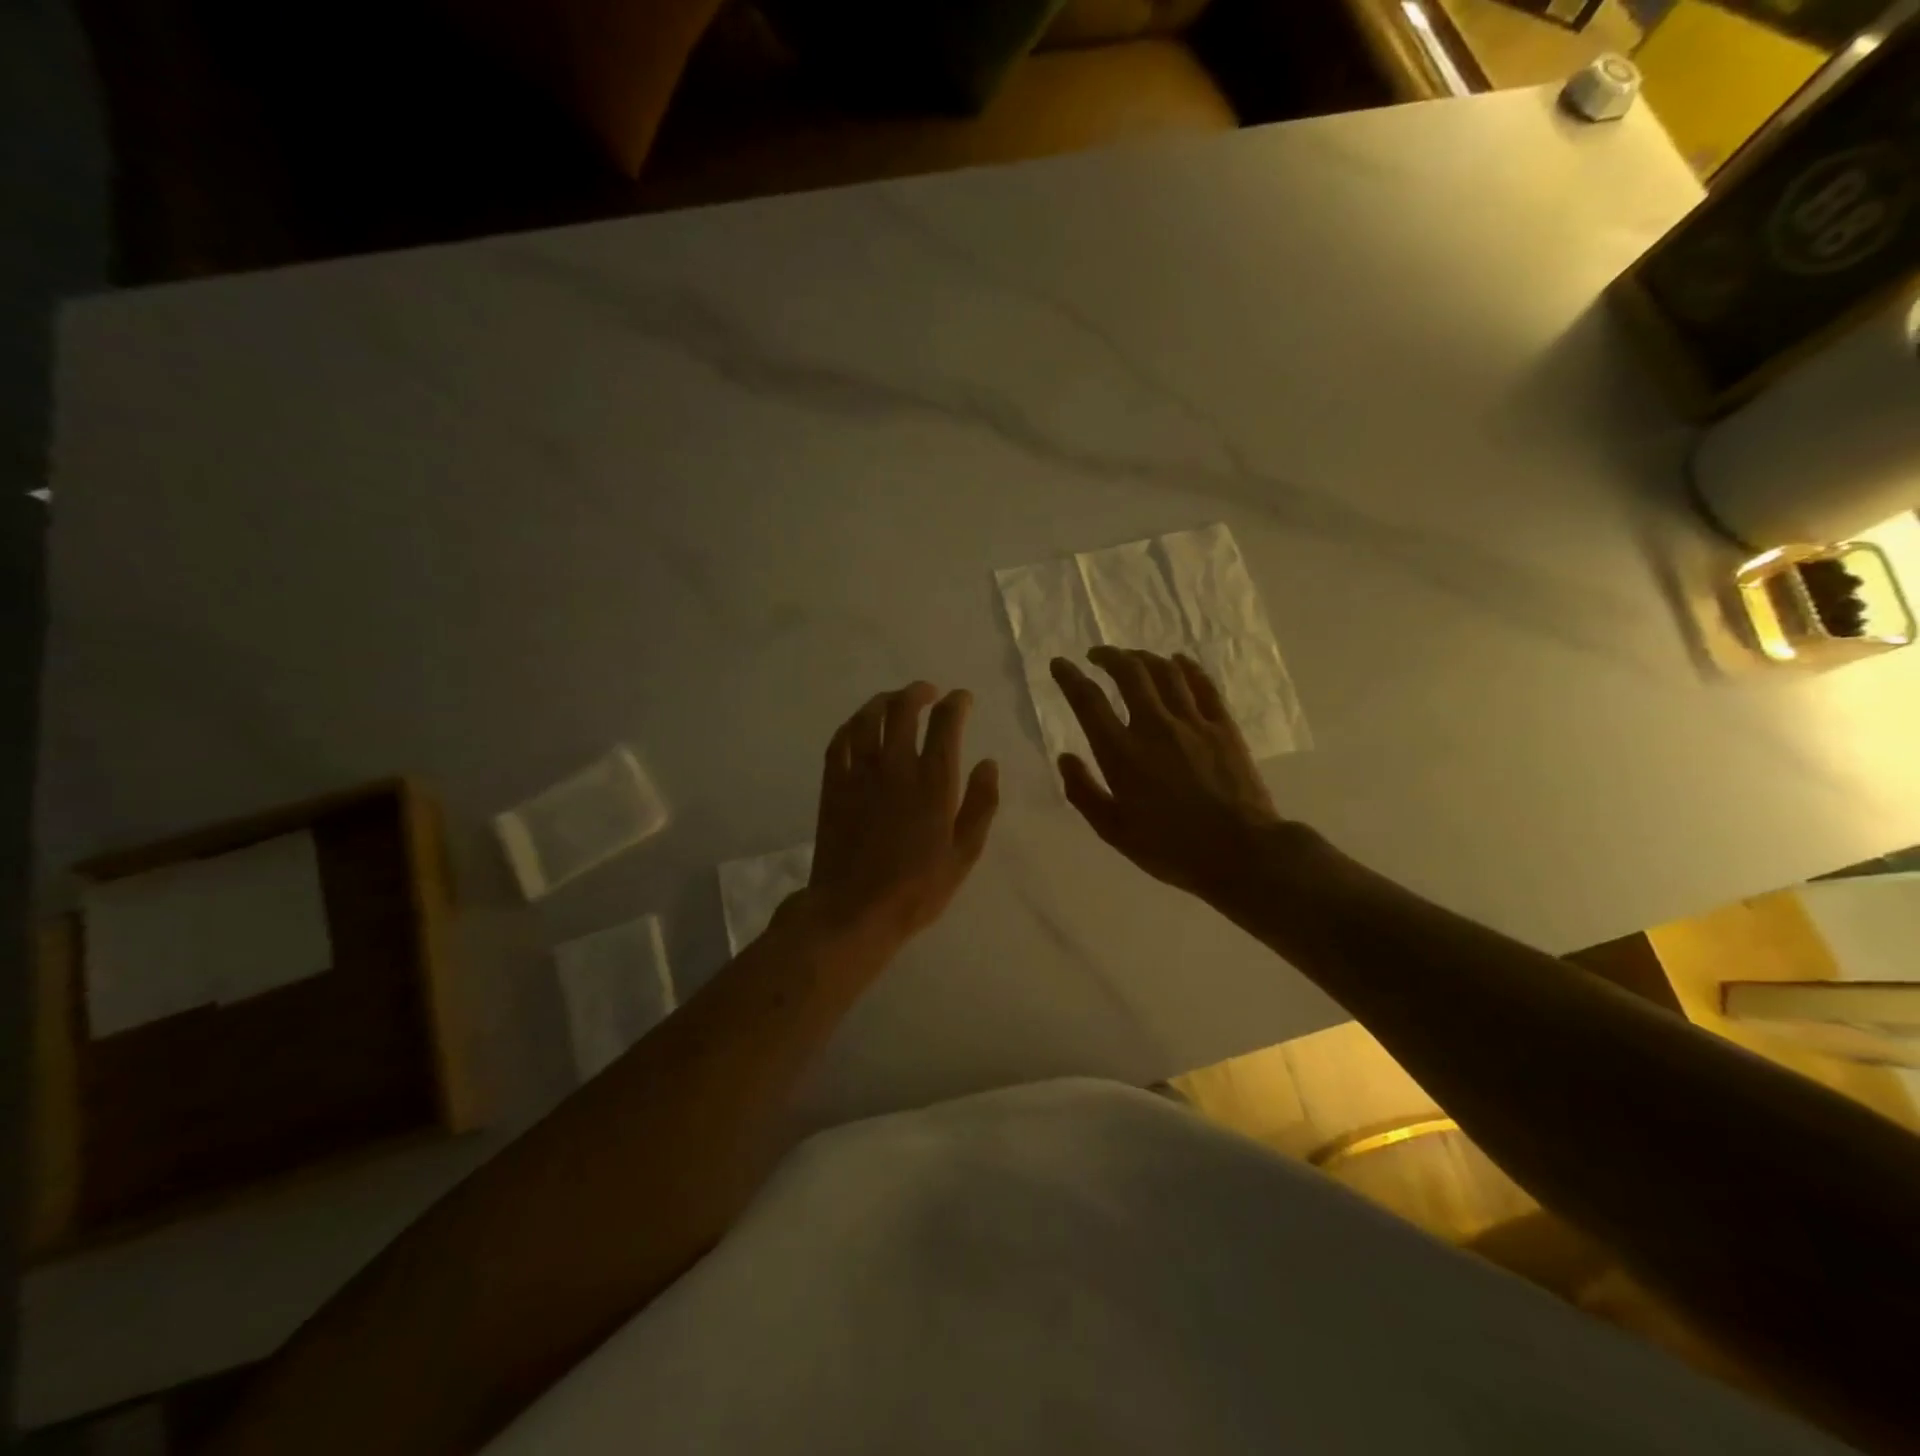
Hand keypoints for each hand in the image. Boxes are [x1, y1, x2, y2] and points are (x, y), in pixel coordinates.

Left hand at [803, 682, 998, 954]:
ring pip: (868, 718)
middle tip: (928, 692)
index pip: (946, 723)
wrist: (854, 910)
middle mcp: (896, 766)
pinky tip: (859, 725)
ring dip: (883, 701)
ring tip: (894, 700)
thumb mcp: (964, 853)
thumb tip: (988, 763)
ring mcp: (860, 774)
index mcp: (933, 782)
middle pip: (904, 709)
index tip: (962, 699)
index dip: (957, 703)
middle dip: (919, 692)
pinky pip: (839, 742)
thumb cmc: (917, 888)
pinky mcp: (833, 786)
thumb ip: (981, 804)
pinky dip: (851, 725)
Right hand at [1051, 648, 1290, 905]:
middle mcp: (1154, 727)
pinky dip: (1187, 666)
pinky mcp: (1223, 727)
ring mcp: (1192, 723)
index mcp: (1121, 753)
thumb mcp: (1114, 831)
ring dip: (1143, 657)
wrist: (1240, 853)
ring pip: (1165, 672)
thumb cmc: (1171, 848)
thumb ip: (1084, 792)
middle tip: (1097, 655)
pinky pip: (1203, 685)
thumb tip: (1065, 758)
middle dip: (1108, 656)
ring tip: (1132, 658)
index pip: (1088, 701)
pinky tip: (1178, 661)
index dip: (1070, 678)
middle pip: (1129, 673)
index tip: (1059, 664)